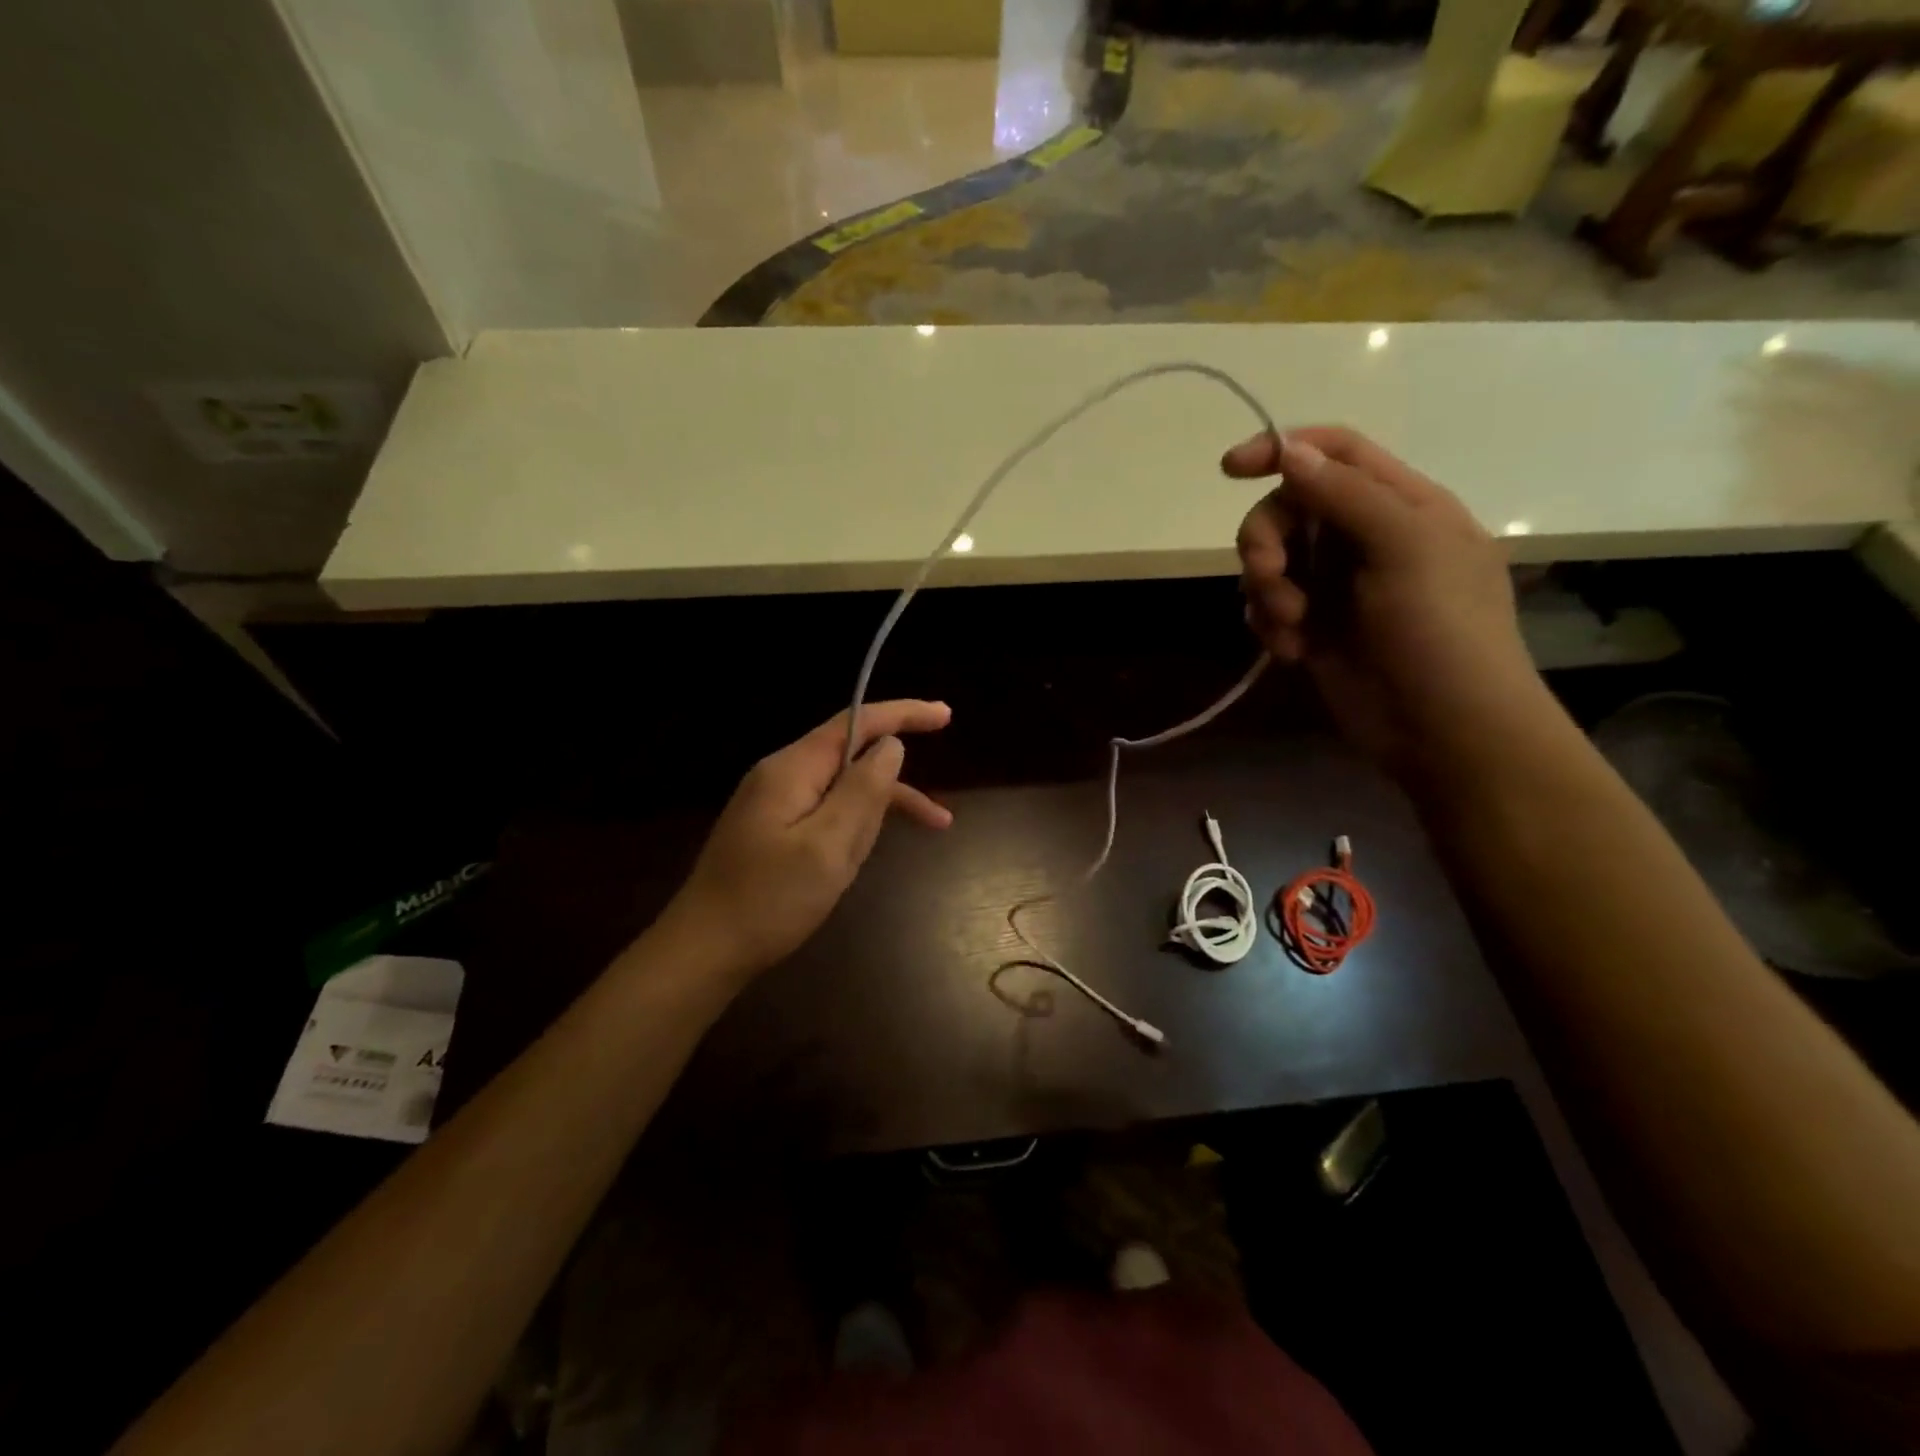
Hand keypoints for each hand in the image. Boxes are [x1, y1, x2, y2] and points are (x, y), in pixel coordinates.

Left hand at [662, 701, 952, 976]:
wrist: (703, 951)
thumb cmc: (769, 900)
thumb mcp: (828, 846)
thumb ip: (863, 790)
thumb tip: (891, 745)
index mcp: (792, 769)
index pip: (855, 723)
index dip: (902, 714)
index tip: (945, 715)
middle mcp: (781, 776)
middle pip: (851, 758)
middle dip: (893, 787)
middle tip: (936, 819)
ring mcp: (774, 805)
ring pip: (841, 793)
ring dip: (876, 816)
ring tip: (897, 863)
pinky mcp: (773, 831)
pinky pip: (825, 816)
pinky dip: (852, 830)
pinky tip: (862, 855)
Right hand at [1223, 426, 1545, 775]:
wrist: (1445, 730)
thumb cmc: (1442, 631)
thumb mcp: (1406, 548)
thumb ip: (1346, 495)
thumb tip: (1289, 451)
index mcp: (1400, 504)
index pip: (1334, 453)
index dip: (1282, 449)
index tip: (1230, 469)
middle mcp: (1364, 538)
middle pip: (1288, 509)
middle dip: (1266, 540)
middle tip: (1270, 575)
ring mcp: (1336, 586)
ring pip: (1271, 561)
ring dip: (1266, 589)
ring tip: (1290, 626)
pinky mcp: (1314, 629)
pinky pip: (1268, 608)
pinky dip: (1269, 625)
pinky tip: (1292, 652)